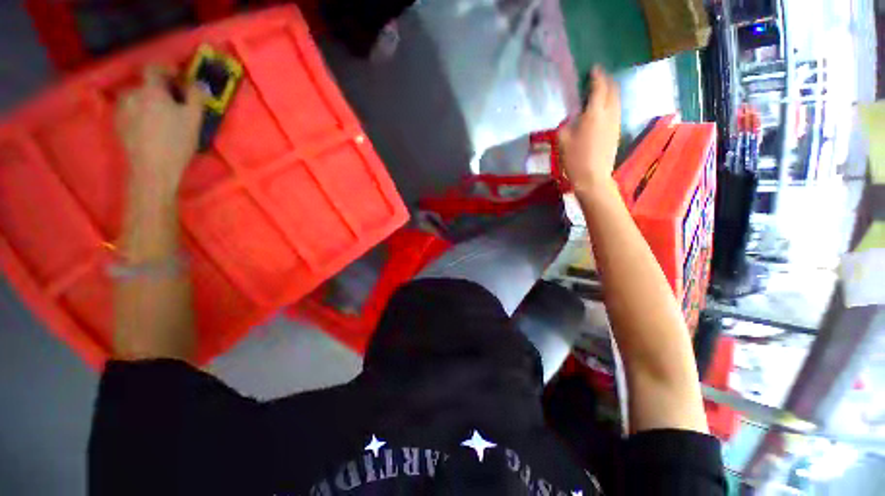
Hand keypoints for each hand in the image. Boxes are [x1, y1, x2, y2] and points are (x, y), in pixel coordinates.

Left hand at [116, 66, 205, 198]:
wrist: (152, 169)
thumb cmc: (176, 142)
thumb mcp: (194, 119)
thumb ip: (196, 96)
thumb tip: (197, 83)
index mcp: (150, 90)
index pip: (155, 68)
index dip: (166, 69)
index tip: (178, 76)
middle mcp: (132, 94)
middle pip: (146, 85)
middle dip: (160, 90)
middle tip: (174, 103)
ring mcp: (122, 109)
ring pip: (137, 97)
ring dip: (149, 101)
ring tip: (161, 116)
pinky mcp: (118, 123)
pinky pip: (130, 110)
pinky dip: (141, 112)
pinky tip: (150, 127)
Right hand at [559, 66, 621, 192]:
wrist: (593, 177)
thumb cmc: (575, 158)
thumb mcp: (562, 140)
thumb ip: (566, 123)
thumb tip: (571, 117)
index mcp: (595, 113)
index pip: (599, 87)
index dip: (596, 76)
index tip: (593, 69)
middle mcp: (609, 113)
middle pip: (612, 90)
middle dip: (606, 80)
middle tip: (598, 77)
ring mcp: (615, 122)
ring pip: (617, 99)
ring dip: (610, 91)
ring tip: (601, 90)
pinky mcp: (616, 131)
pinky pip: (616, 109)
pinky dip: (611, 102)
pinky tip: (604, 107)